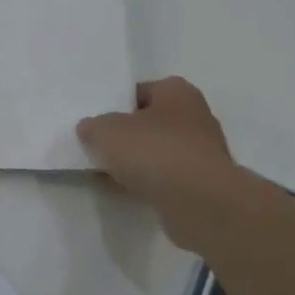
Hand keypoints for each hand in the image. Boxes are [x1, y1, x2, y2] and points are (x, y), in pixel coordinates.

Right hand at [78, 77, 237, 248]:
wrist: (200, 203)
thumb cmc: (155, 152)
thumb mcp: (107, 132)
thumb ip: (93, 127)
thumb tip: (90, 129)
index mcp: (176, 91)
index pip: (139, 92)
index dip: (116, 106)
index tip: (97, 124)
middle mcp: (195, 116)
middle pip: (150, 123)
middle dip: (127, 137)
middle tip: (100, 149)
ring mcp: (202, 152)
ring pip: (158, 153)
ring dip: (138, 163)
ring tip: (108, 175)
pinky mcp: (203, 185)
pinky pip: (167, 179)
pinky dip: (150, 184)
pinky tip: (128, 193)